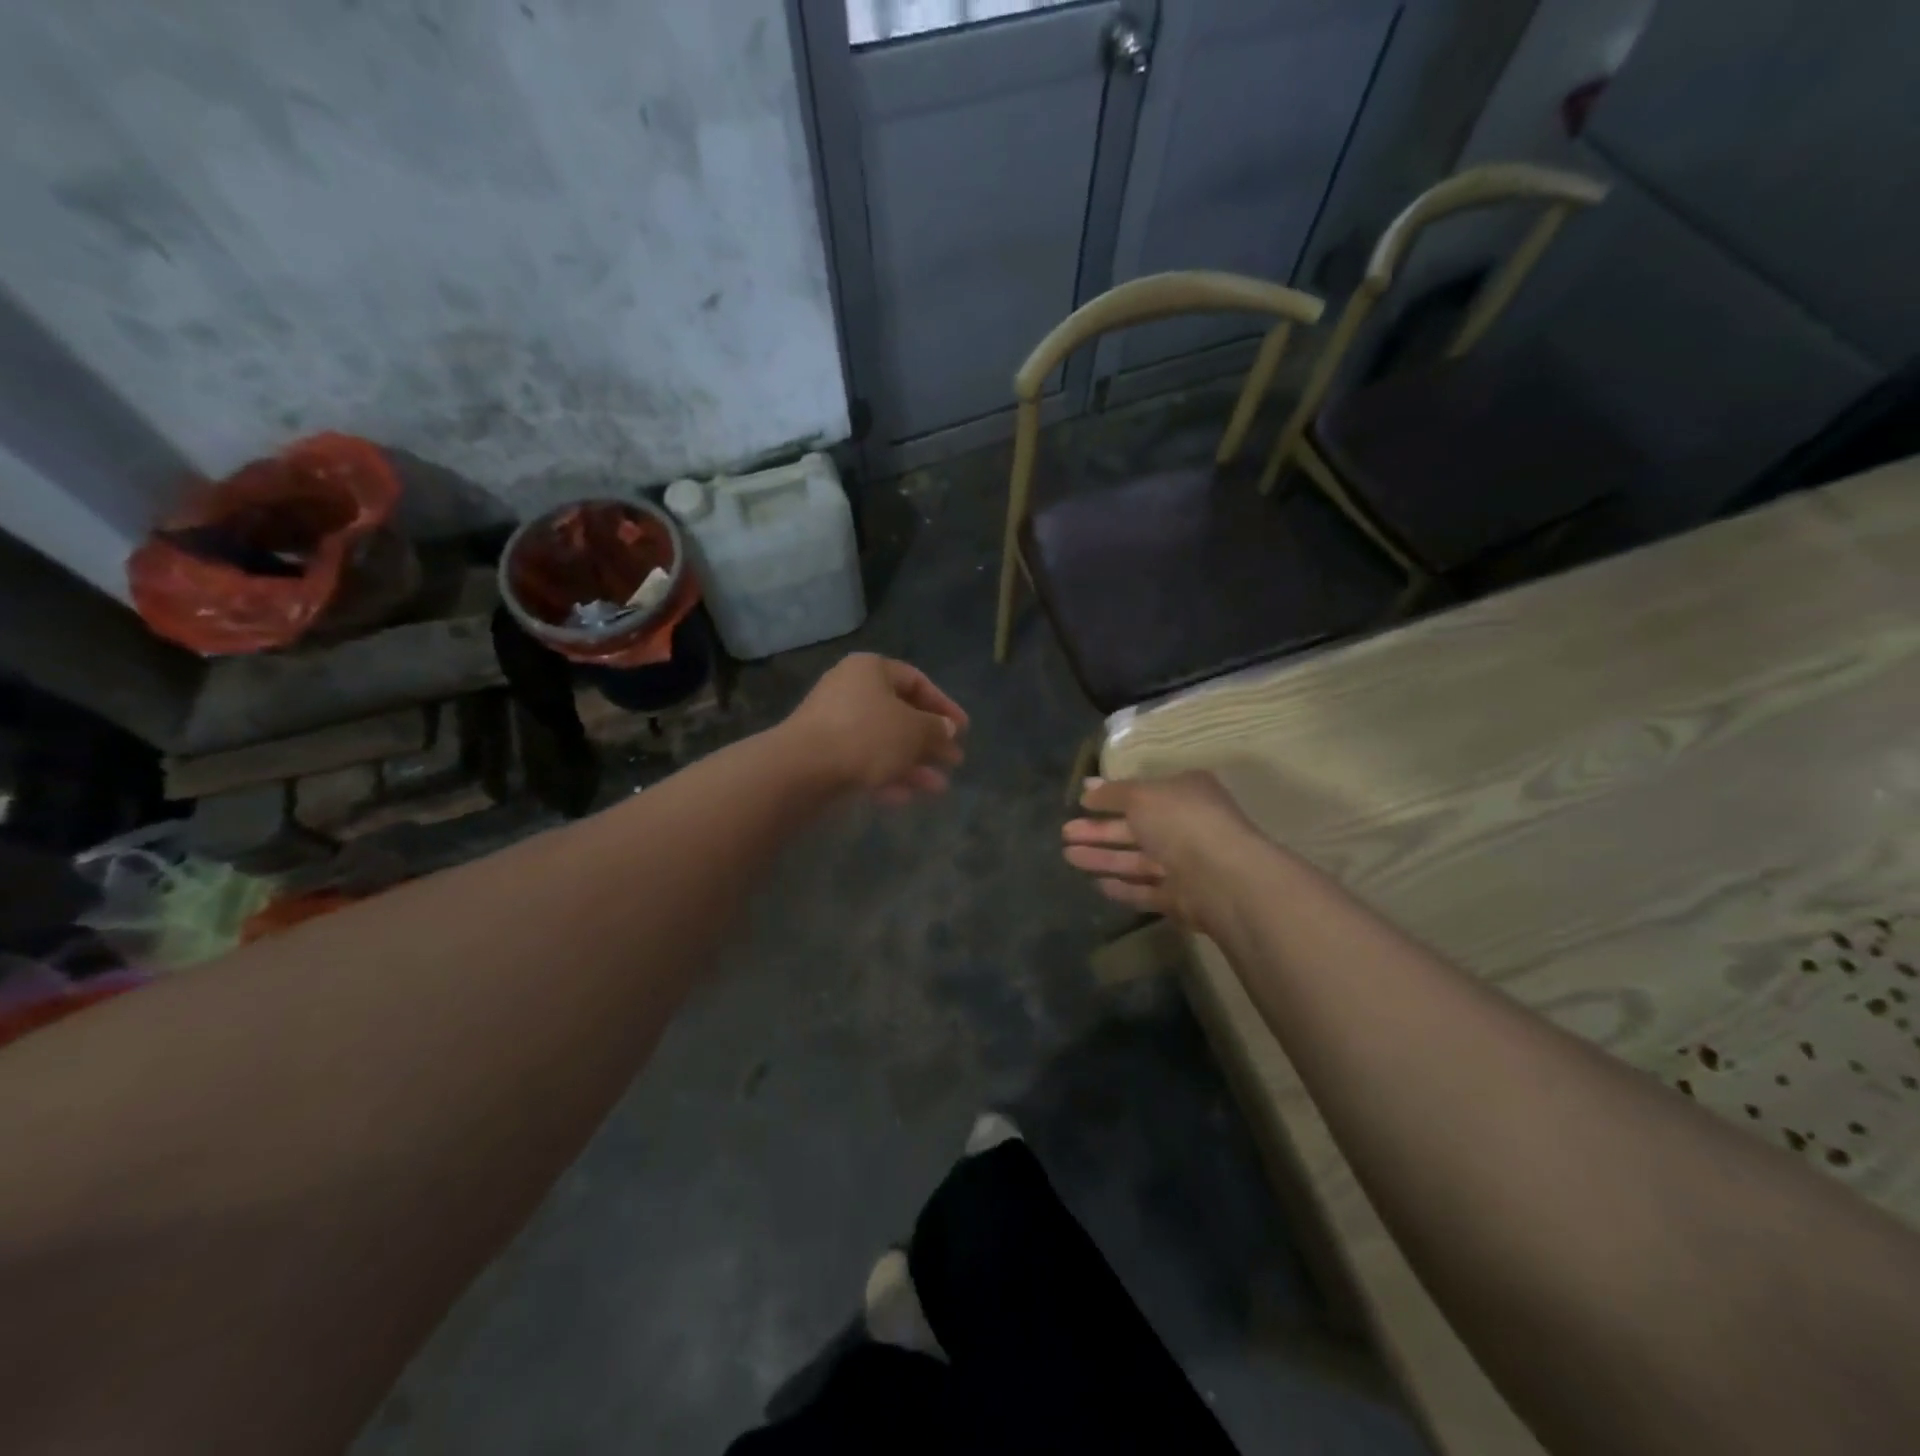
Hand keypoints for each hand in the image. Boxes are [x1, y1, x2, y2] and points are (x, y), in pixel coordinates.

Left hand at [782, 653, 968, 803]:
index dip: (944, 705)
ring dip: (912, 764)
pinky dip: (885, 775)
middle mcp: (850, 690)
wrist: (802, 768)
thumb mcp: (914, 731)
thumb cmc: (866, 736)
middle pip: (900, 714)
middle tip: (954, 761)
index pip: (917, 681)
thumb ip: (936, 729)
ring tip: (938, 788)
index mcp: (871, 670)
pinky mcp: (823, 753)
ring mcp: (833, 723)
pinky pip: (863, 760)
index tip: (963, 730)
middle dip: (929, 741)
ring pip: (883, 741)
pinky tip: (904, 797)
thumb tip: (947, 729)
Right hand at [1062, 772, 1257, 927]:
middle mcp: (1188, 827)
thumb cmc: (1182, 822)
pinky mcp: (1182, 899)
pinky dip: (1123, 887)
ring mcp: (1186, 866)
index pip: (1144, 793)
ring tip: (1068, 856)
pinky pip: (1147, 890)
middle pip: (1136, 829)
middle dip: (1099, 831)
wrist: (1224, 878)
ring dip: (1103, 858)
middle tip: (1065, 832)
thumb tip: (1086, 787)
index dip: (1111, 797)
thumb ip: (1112, 793)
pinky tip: (1096, 884)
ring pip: (1138, 861)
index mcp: (1186, 794)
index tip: (1081, 802)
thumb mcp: (1142, 796)